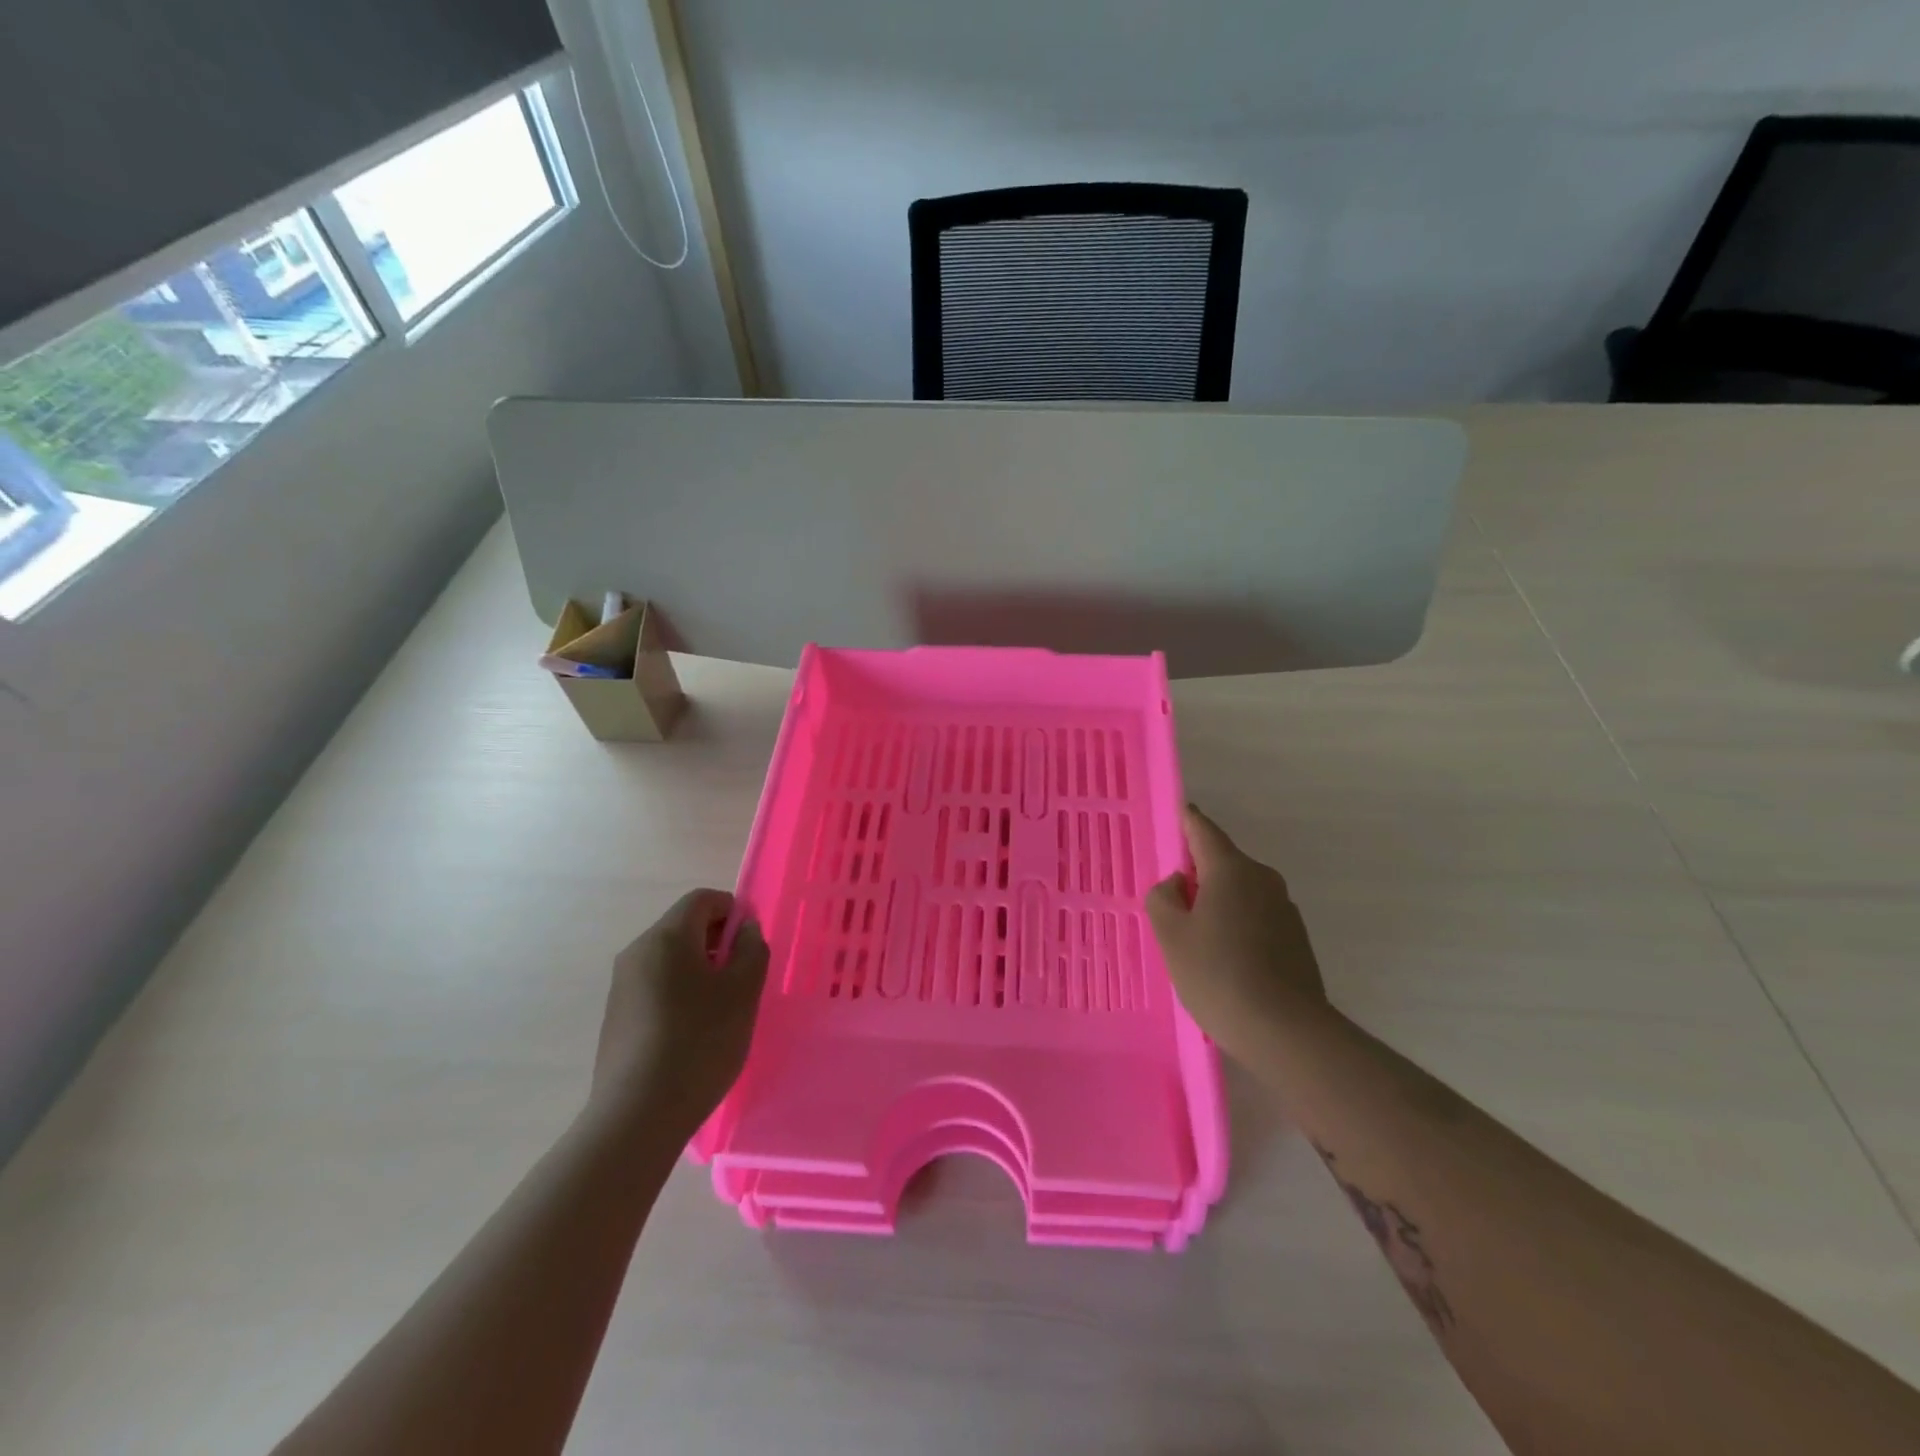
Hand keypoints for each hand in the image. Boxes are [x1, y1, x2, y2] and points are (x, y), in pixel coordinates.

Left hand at [591, 889, 769, 1133]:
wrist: (638, 1115)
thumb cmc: (700, 1042)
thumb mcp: (744, 991)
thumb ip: (752, 949)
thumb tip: (744, 930)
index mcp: (666, 937)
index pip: (702, 899)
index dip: (733, 910)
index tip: (751, 944)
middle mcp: (637, 952)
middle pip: (684, 926)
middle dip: (717, 942)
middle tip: (742, 978)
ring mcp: (621, 986)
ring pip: (670, 959)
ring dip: (700, 969)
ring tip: (721, 1009)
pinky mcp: (616, 1017)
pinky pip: (655, 986)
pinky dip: (680, 993)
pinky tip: (694, 1032)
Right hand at [1146, 805, 1332, 1061]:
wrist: (1286, 1032)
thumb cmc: (1218, 974)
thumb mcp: (1171, 935)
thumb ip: (1163, 897)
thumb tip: (1178, 884)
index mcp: (1231, 870)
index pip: (1203, 830)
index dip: (1186, 820)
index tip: (1177, 812)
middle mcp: (1263, 879)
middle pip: (1222, 863)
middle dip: (1197, 874)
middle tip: (1171, 904)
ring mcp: (1284, 910)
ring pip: (1240, 893)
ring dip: (1217, 904)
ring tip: (1195, 941)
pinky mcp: (1296, 939)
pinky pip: (1256, 918)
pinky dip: (1236, 926)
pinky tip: (1224, 962)